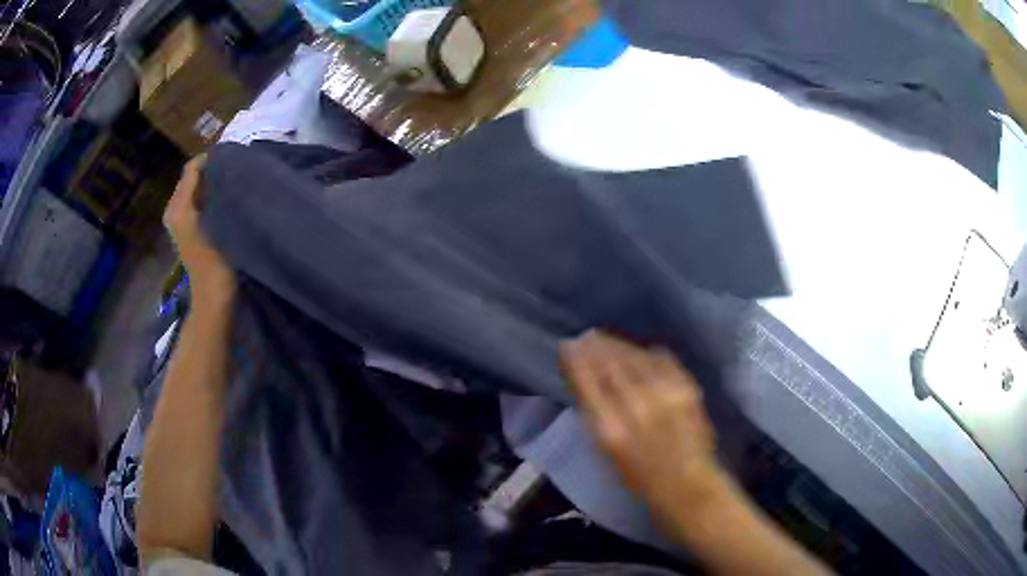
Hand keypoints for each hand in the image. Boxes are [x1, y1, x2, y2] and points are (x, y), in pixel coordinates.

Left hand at [164, 155, 234, 299]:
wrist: (213, 295)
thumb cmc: (216, 259)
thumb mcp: (215, 219)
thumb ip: (212, 189)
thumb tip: (221, 162)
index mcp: (178, 206)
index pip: (193, 167)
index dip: (212, 159)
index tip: (234, 159)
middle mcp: (174, 209)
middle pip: (192, 177)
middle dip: (211, 170)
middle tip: (235, 169)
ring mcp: (178, 220)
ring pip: (194, 188)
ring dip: (211, 182)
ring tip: (232, 182)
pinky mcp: (185, 229)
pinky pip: (195, 199)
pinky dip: (208, 195)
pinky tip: (223, 199)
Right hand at [561, 331, 724, 525]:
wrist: (686, 485)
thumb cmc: (638, 478)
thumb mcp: (606, 451)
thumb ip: (596, 414)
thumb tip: (585, 380)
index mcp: (610, 428)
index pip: (586, 381)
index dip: (574, 359)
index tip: (567, 345)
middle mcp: (636, 406)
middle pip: (610, 364)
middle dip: (594, 346)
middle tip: (585, 337)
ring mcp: (665, 395)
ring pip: (635, 357)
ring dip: (617, 345)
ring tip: (605, 338)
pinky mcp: (687, 389)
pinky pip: (662, 360)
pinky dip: (647, 353)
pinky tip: (640, 350)